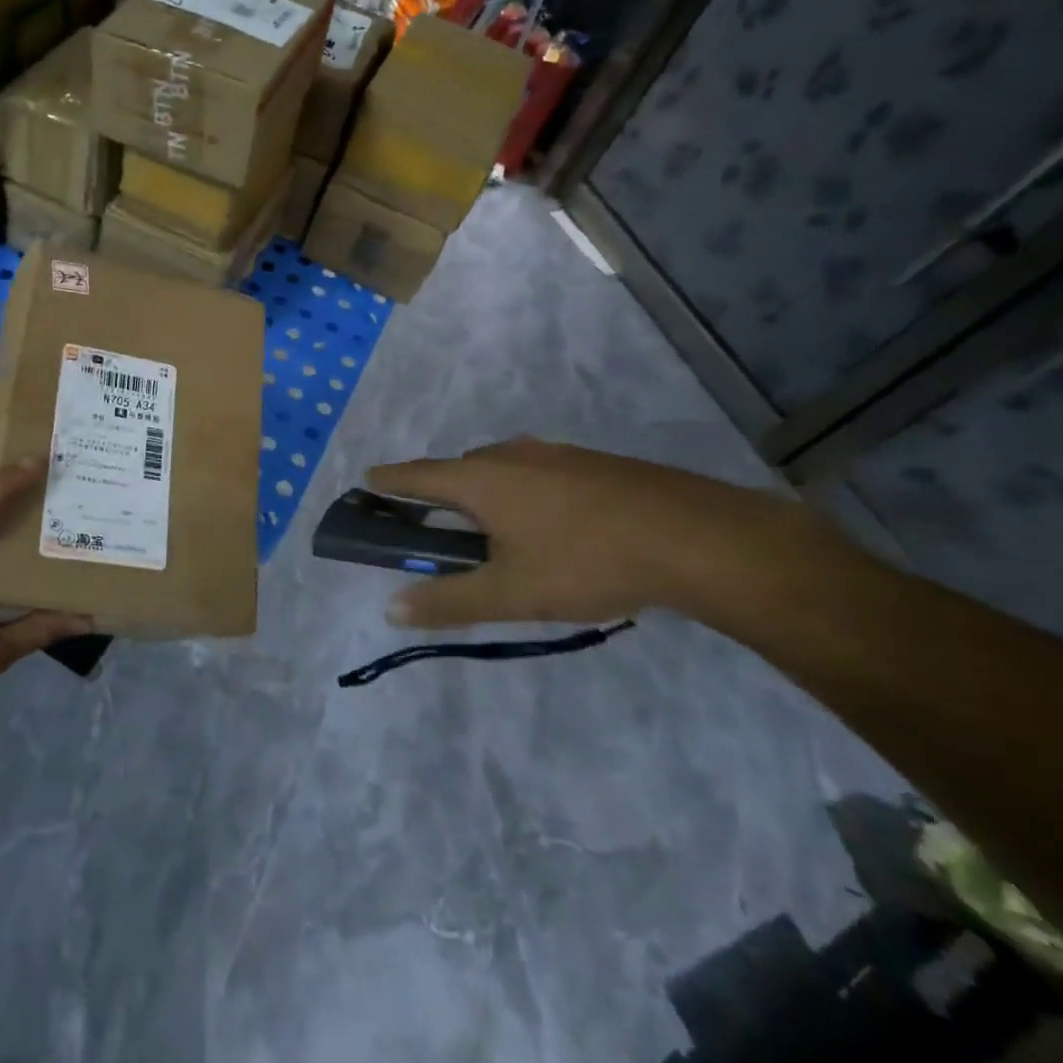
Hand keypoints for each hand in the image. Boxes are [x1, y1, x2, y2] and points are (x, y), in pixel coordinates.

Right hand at [367, 438, 844, 629]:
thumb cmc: (585, 562)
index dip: (389, 480)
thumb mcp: (510, 593)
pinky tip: (547, 522)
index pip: (417, 475)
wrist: (695, 538)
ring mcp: (555, 454)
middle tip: (433, 522)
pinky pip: (535, 471)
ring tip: (490, 527)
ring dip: (482, 490)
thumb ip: (448, 601)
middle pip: (458, 468)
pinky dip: (521, 490)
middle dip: (438, 490)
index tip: (368, 480)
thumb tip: (390, 608)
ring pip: (501, 467)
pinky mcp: (592, 463)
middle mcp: (510, 455)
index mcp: (480, 480)